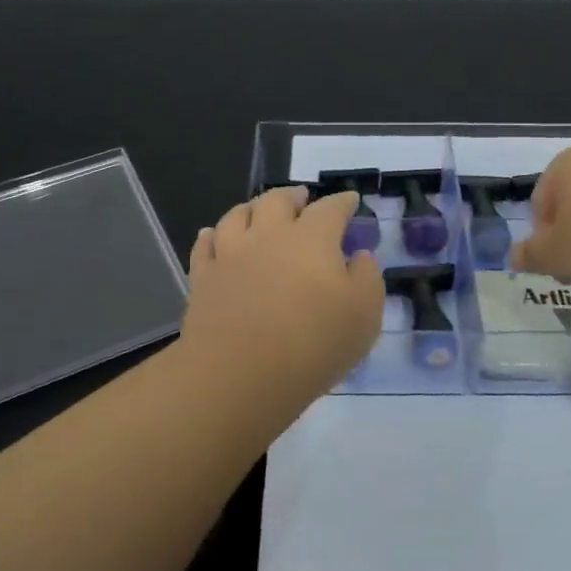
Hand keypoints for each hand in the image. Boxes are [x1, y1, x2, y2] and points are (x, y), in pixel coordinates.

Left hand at [180, 186, 384, 403]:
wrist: (240, 374)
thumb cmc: (313, 344)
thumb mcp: (364, 316)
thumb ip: (367, 279)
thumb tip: (359, 256)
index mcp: (311, 238)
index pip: (330, 209)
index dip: (342, 202)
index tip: (350, 200)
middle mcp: (269, 235)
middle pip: (278, 200)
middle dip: (293, 195)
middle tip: (302, 198)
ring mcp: (231, 254)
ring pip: (237, 215)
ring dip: (251, 208)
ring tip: (258, 210)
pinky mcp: (204, 277)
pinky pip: (205, 245)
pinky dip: (211, 235)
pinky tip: (213, 235)